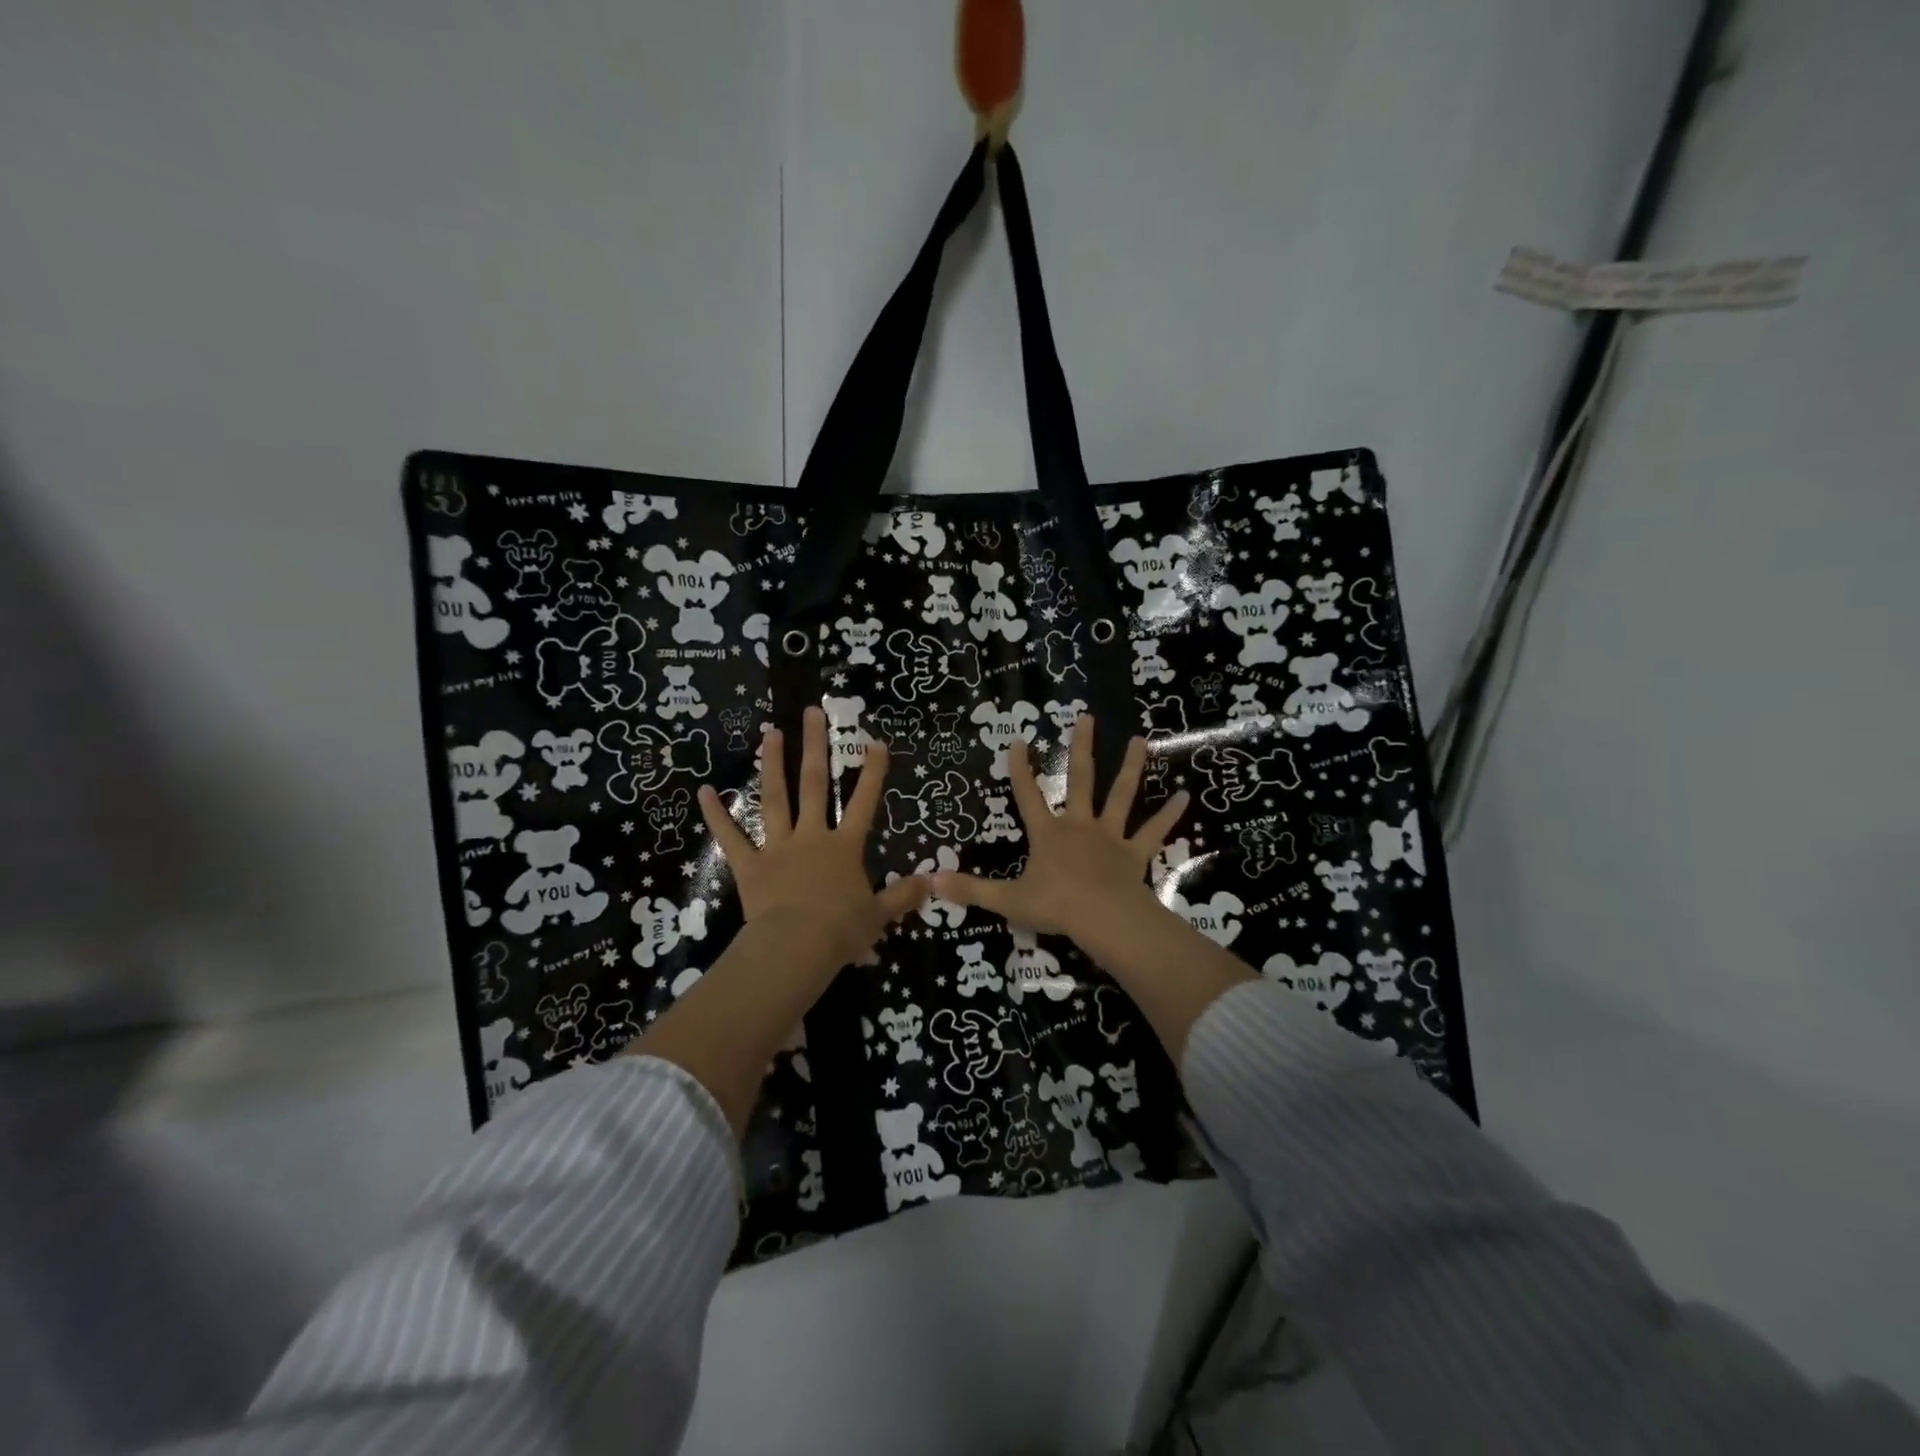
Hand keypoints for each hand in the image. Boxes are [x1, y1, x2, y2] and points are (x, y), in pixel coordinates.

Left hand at [698, 705, 928, 970]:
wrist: (797, 948)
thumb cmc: (841, 931)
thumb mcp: (879, 915)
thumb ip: (903, 896)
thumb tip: (933, 882)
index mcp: (844, 848)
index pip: (863, 803)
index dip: (872, 773)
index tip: (876, 742)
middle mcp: (812, 837)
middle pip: (814, 785)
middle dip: (815, 746)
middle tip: (812, 712)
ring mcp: (778, 848)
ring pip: (774, 799)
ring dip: (773, 764)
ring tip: (771, 732)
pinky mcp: (750, 865)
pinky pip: (731, 837)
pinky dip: (716, 815)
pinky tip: (703, 791)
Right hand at [932, 716, 1188, 950]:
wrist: (1102, 920)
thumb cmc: (1055, 907)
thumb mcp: (1007, 900)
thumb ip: (971, 890)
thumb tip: (930, 882)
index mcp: (1048, 834)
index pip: (1027, 795)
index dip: (1020, 769)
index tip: (1019, 740)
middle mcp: (1079, 826)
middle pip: (1080, 780)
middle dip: (1081, 748)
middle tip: (1087, 717)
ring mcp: (1110, 837)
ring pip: (1121, 796)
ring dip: (1131, 767)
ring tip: (1141, 740)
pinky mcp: (1135, 853)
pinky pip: (1153, 831)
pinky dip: (1169, 815)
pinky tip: (1185, 795)